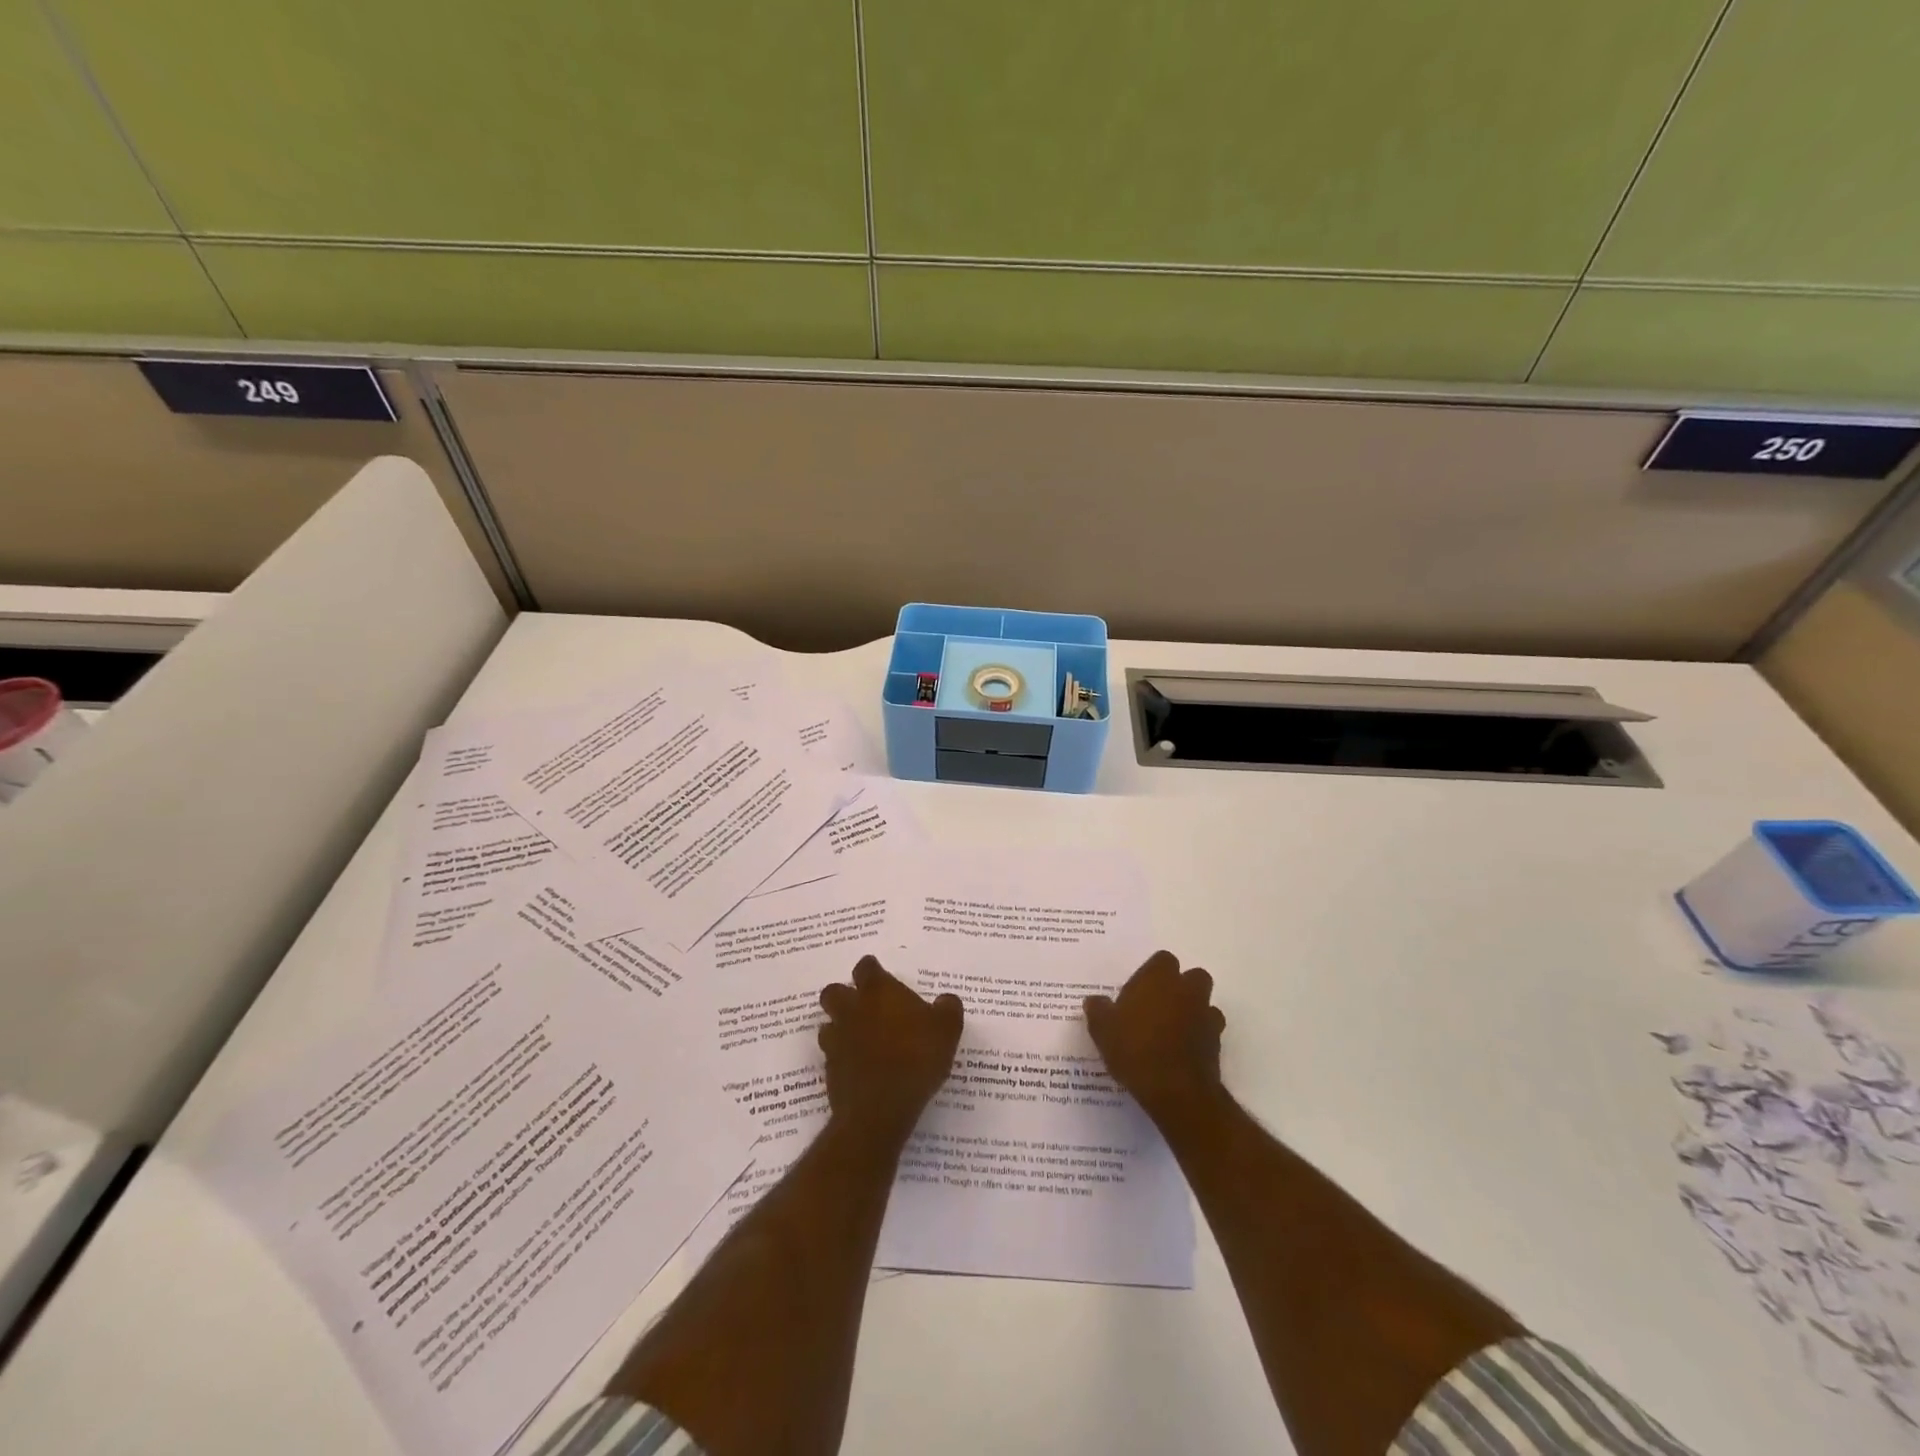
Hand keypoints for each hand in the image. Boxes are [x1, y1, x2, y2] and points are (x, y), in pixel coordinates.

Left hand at [818, 956, 963, 1146]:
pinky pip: (832, 1055)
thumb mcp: (947, 1030)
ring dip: (841, 1028)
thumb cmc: (916, 1058)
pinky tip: (861, 1069)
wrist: (880, 1109)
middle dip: (845, 996)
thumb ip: (948, 1009)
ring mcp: (837, 1040)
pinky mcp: (830, 1070)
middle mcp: (851, 1009)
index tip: (882, 979)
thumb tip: (946, 1000)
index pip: (866, 967)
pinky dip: (843, 1058)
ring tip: (862, 1040)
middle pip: (835, 992)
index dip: (873, 970)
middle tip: (866, 1008)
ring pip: (829, 1024)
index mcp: (878, 991)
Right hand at [1084, 950, 1225, 1125]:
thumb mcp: (1103, 1029)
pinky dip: (1199, 1036)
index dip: (1154, 972)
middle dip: (1182, 987)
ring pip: (1205, 1003)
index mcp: (1159, 978)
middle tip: (1159, 1005)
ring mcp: (1206, 1016)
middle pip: (1193, 977)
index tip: (1140, 989)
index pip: (1164, 959)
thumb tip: (1094, 1001)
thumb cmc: (1135, 1048)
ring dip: (1193, 1011)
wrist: (1176, 1090)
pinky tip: (1182, 1051)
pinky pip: (1209, 1031)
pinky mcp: (1216, 1044)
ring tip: (1172, 1030)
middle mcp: (1187, 990)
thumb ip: (1099, 1010)